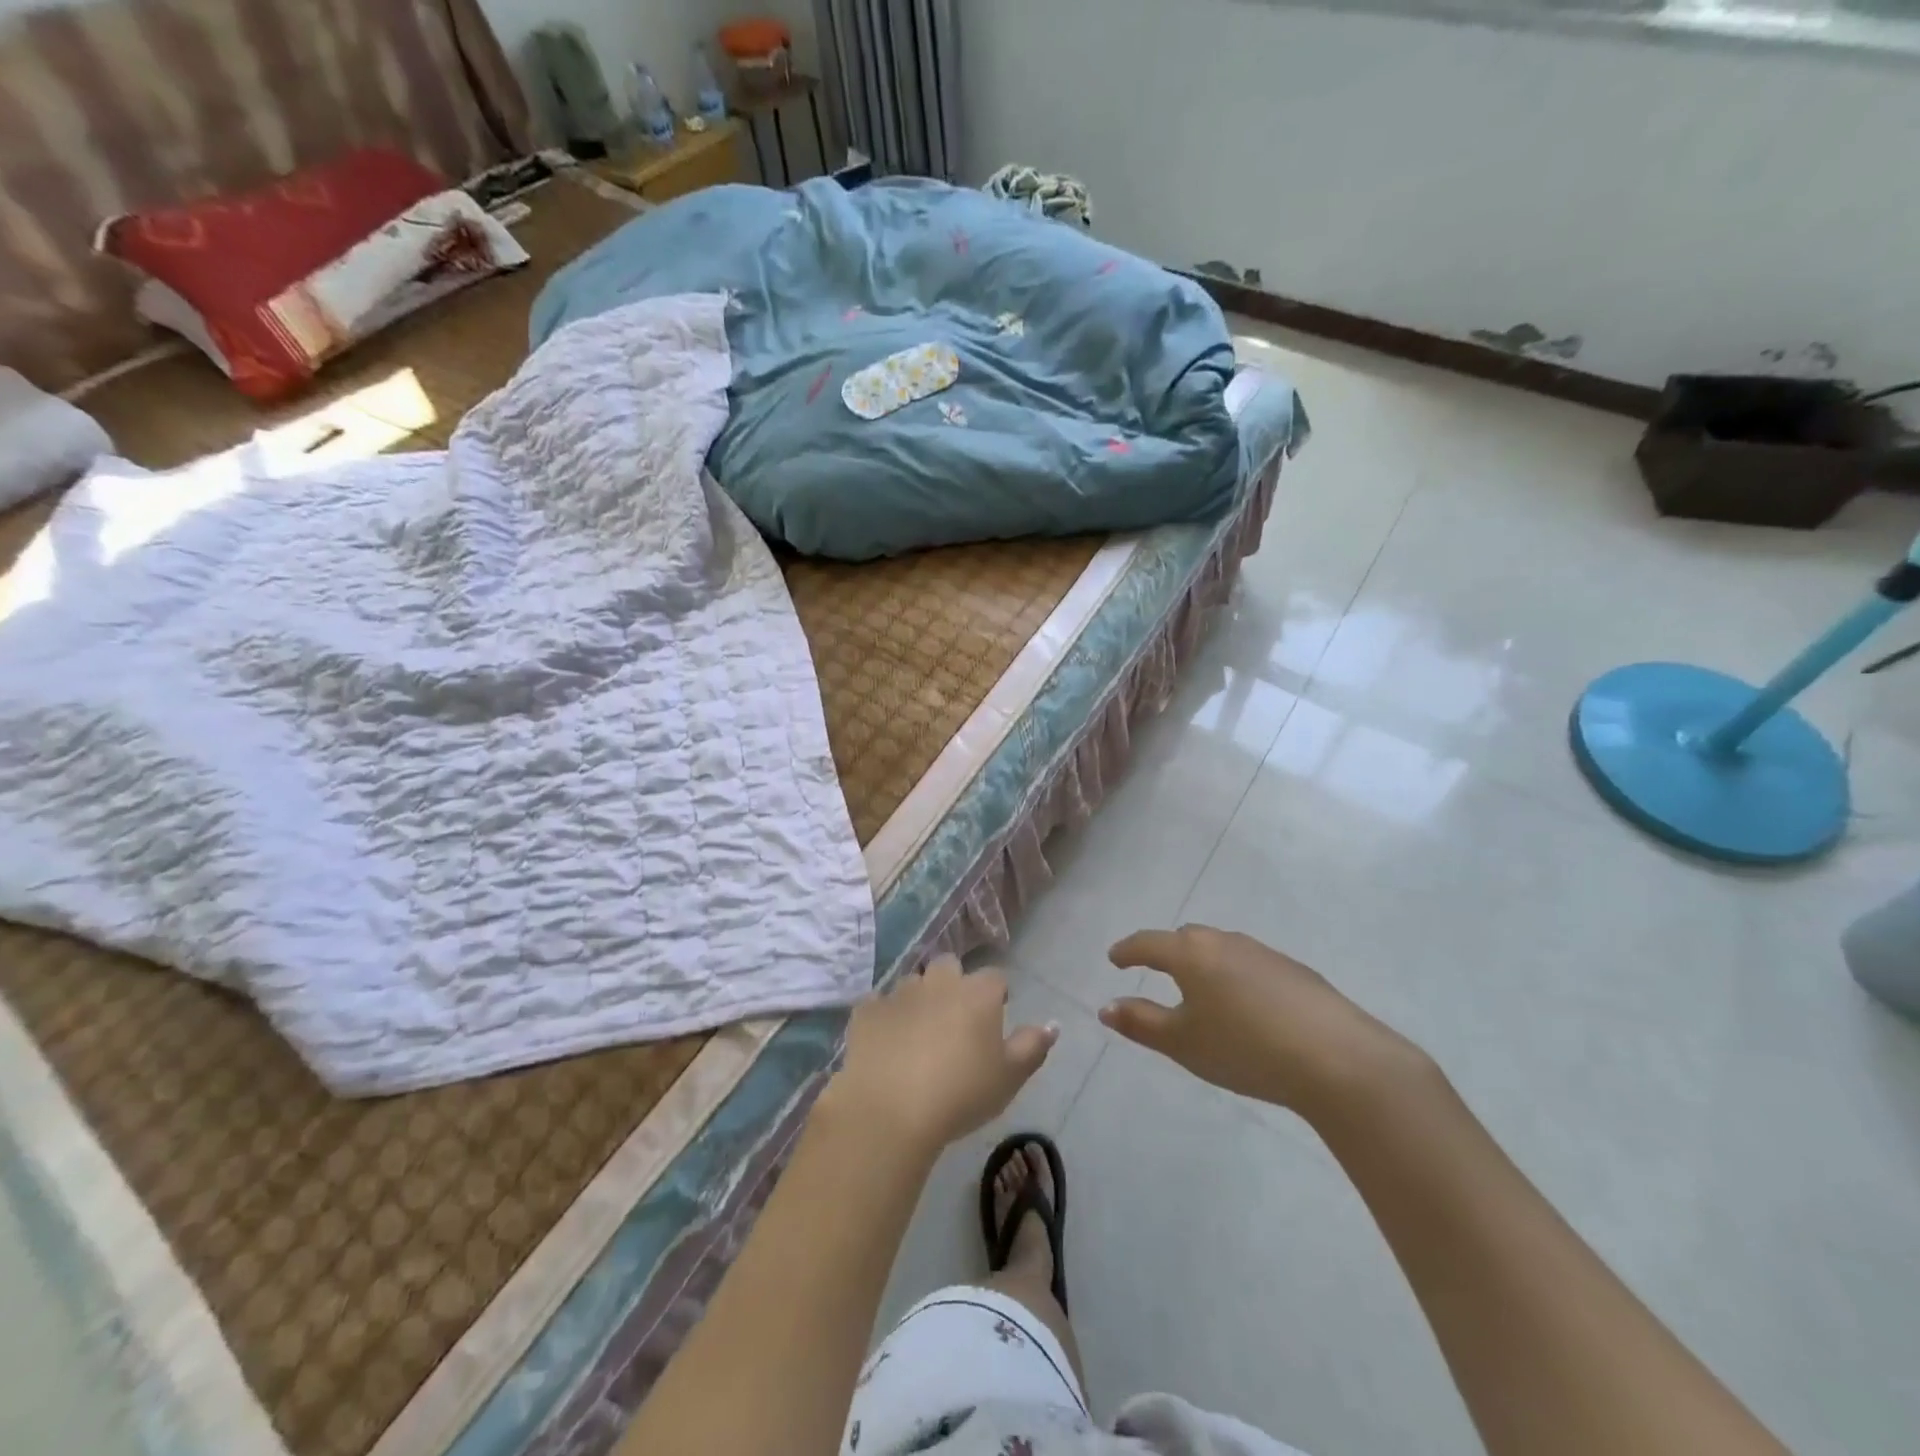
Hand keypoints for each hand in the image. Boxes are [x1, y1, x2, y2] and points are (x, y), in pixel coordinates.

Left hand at [827, 954, 1058, 1155]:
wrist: (890, 1110)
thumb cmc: (960, 1094)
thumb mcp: (1009, 1078)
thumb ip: (1033, 1046)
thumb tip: (1052, 1024)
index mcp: (977, 993)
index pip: (995, 978)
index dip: (996, 996)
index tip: (994, 1020)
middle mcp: (938, 982)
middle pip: (949, 967)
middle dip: (953, 984)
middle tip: (954, 1022)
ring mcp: (899, 993)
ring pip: (913, 983)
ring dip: (919, 999)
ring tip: (918, 1036)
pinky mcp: (866, 1011)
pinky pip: (878, 1004)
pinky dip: (884, 1018)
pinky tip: (885, 1044)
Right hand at [1101, 925, 1430, 1120]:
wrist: (1338, 1059)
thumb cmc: (1245, 1048)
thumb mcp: (1183, 1042)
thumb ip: (1140, 1022)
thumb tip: (1105, 1007)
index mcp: (1191, 954)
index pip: (1148, 943)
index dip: (1128, 950)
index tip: (1115, 958)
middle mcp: (1225, 942)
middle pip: (1186, 938)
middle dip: (1166, 951)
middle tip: (1154, 969)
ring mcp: (1264, 953)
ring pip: (1221, 949)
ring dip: (1203, 963)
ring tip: (1199, 989)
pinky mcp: (1296, 971)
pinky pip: (1250, 964)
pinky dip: (1235, 976)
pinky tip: (1246, 1006)